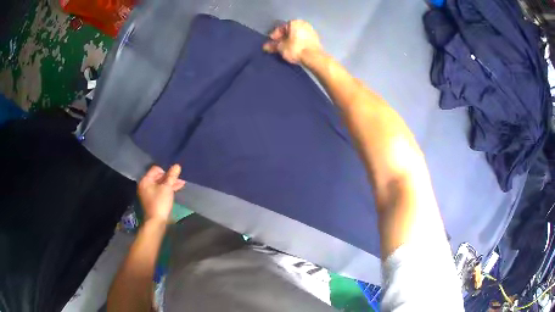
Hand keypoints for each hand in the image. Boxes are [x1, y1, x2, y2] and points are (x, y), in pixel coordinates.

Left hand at [138, 164, 185, 223]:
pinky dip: (167, 190)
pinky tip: (176, 190)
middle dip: (169, 178)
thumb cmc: (160, 202)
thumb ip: (172, 176)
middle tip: (179, 180)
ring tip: (181, 184)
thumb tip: (177, 165)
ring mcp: (148, 193)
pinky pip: (160, 191)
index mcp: (145, 180)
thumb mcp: (167, 187)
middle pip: (158, 177)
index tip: (173, 177)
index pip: (156, 169)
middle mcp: (145, 185)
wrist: (156, 221)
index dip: (166, 171)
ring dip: (170, 184)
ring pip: (160, 184)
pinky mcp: (152, 200)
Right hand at [263, 20, 322, 64]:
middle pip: (290, 31)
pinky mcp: (316, 40)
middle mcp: (304, 24)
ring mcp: (311, 31)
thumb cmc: (296, 49)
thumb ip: (273, 46)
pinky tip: (294, 50)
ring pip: (297, 35)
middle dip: (283, 38)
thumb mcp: (281, 47)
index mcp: (295, 22)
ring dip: (290, 41)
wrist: (313, 58)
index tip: (271, 42)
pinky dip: (297, 43)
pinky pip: (303, 40)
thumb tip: (265, 47)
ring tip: (285, 49)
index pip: (281, 27)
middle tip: (277, 46)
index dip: (275, 35)